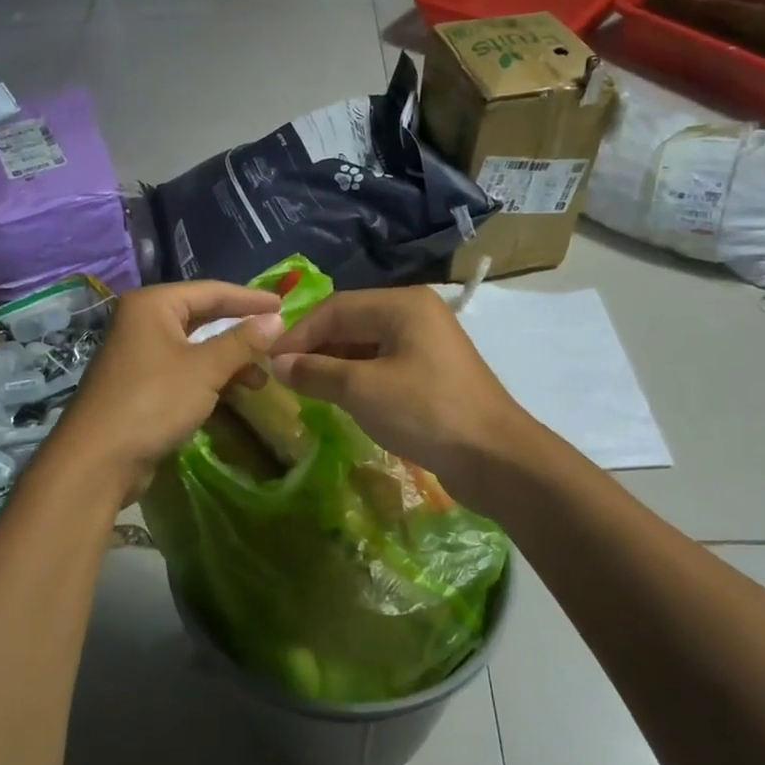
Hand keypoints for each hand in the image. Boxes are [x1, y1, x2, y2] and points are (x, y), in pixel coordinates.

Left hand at [48, 282, 284, 485]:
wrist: (98, 460)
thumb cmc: (153, 401)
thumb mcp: (205, 369)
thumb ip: (242, 342)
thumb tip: (276, 320)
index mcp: (152, 305)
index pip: (211, 291)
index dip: (249, 299)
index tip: (284, 306)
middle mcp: (142, 322)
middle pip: (202, 318)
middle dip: (240, 332)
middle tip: (276, 341)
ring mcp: (139, 355)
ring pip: (194, 348)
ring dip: (228, 360)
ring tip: (261, 379)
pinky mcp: (140, 386)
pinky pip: (184, 371)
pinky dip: (210, 379)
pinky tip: (234, 394)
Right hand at [268, 286, 530, 499]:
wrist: (496, 459)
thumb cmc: (426, 412)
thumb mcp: (362, 390)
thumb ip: (316, 372)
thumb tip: (278, 364)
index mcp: (402, 305)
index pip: (335, 308)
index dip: (298, 334)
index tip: (268, 361)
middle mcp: (415, 315)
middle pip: (350, 323)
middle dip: (314, 348)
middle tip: (282, 376)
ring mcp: (426, 344)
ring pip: (365, 345)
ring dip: (332, 364)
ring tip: (303, 388)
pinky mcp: (431, 373)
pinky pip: (382, 365)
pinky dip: (356, 378)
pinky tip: (337, 398)